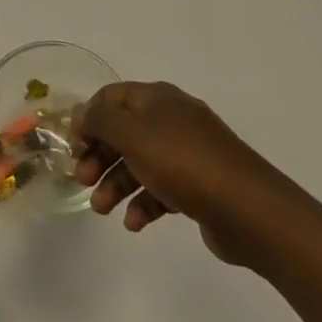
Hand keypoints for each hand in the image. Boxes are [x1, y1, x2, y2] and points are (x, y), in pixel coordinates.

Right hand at [74, 81, 287, 265]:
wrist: (248, 209)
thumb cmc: (184, 163)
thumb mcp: (134, 135)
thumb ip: (101, 121)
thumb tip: (80, 111)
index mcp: (157, 99)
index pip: (112, 97)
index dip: (89, 118)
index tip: (73, 145)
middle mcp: (171, 120)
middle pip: (124, 131)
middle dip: (100, 155)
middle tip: (82, 180)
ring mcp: (187, 153)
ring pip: (140, 162)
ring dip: (116, 183)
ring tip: (102, 209)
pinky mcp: (198, 185)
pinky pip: (161, 188)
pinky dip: (144, 203)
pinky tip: (134, 223)